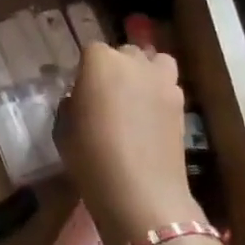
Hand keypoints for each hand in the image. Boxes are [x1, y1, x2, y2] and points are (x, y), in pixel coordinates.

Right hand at [56, 43, 200, 244]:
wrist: (140, 193)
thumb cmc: (92, 158)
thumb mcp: (63, 130)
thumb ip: (70, 104)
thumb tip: (79, 98)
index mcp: (100, 61)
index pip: (90, 51)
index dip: (85, 71)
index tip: (81, 92)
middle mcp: (133, 61)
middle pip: (124, 53)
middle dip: (116, 68)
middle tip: (107, 97)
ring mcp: (162, 80)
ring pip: (155, 62)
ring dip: (145, 72)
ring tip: (136, 98)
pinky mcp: (181, 103)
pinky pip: (169, 86)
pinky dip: (161, 94)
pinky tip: (152, 118)